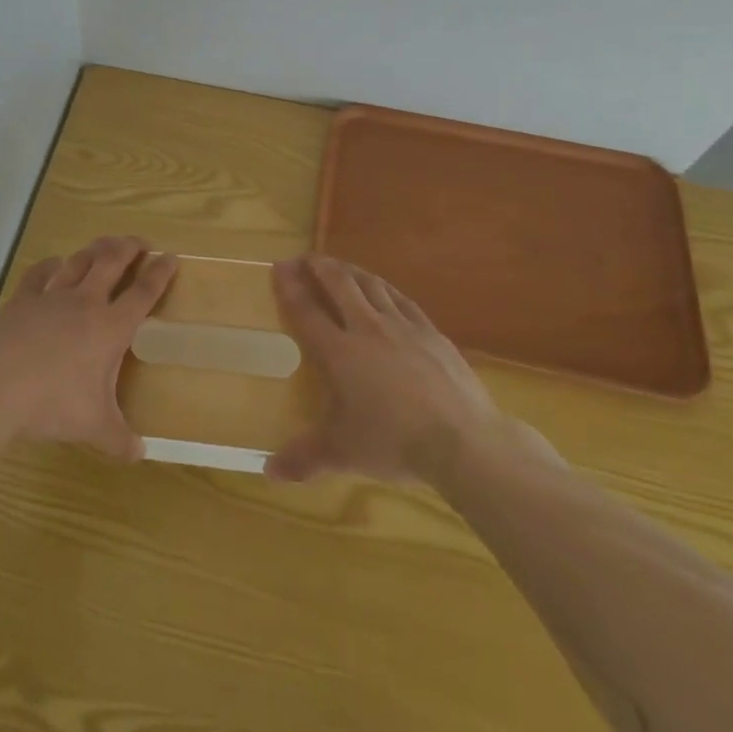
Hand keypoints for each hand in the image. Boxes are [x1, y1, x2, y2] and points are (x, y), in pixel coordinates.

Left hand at [0, 235, 175, 460]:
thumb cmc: (52, 404)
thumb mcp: (93, 427)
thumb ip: (119, 439)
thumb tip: (140, 455)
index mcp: (110, 327)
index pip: (143, 293)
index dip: (160, 273)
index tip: (171, 257)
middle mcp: (85, 303)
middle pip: (112, 261)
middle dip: (129, 247)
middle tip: (140, 243)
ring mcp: (51, 296)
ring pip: (79, 260)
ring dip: (95, 249)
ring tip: (105, 245)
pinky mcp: (22, 299)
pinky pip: (41, 272)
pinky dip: (52, 264)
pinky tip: (55, 264)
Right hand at [266, 254, 503, 483]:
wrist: (464, 440)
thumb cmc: (394, 443)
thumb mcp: (343, 453)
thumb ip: (304, 459)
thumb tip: (269, 472)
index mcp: (339, 352)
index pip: (306, 310)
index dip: (289, 286)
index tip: (278, 267)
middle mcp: (367, 328)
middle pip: (339, 284)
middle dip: (319, 266)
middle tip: (305, 259)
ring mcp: (402, 326)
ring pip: (371, 285)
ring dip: (350, 270)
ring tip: (339, 266)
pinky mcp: (431, 332)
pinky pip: (401, 299)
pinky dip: (384, 288)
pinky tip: (383, 290)